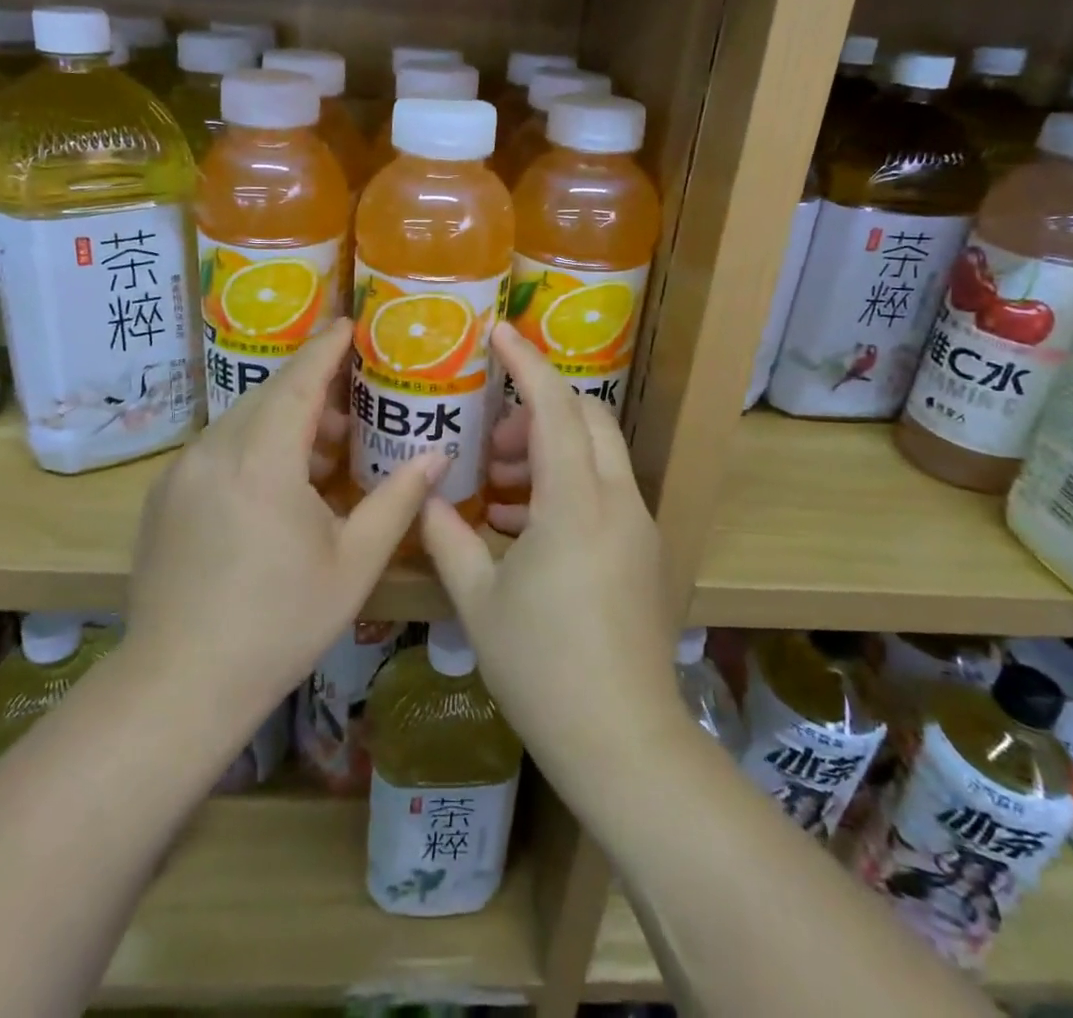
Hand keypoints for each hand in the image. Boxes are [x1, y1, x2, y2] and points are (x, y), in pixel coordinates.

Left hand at [126, 321, 444, 731]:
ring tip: (321, 453)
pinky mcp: (163, 496)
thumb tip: (438, 456)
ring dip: (281, 421)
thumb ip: (399, 500)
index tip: (349, 324)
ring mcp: (181, 472)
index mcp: (262, 459)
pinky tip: (274, 486)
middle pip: (268, 395)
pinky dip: (251, 445)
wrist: (179, 683)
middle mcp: (214, 450)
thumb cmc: (280, 621)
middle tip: (352, 406)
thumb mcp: (354, 562)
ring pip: (240, 421)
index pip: (298, 381)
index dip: (326, 348)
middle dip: (310, 389)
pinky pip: (216, 448)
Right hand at [420, 324, 679, 776]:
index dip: (526, 363)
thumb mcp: (478, 600)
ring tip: (501, 487)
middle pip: (587, 418)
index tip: (499, 334)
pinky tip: (525, 525)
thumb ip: (448, 537)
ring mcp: (638, 526)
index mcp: (574, 504)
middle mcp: (617, 501)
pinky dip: (568, 482)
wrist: (623, 740)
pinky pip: (606, 489)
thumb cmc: (542, 667)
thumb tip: (429, 499)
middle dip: (538, 410)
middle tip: (493, 443)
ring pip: (600, 453)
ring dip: (552, 448)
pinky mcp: (643, 551)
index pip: (554, 407)